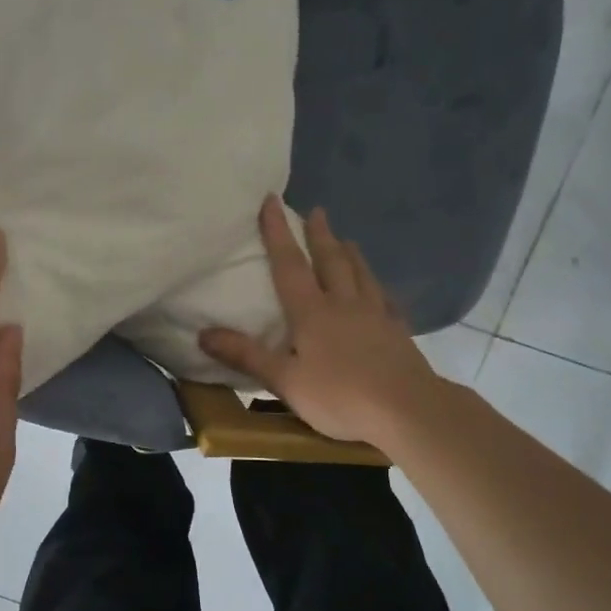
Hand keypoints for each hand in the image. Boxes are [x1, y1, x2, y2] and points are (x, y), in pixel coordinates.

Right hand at [199, 197, 444, 448]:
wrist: (407, 410)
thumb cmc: (340, 396)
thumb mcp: (285, 381)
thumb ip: (246, 356)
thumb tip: (203, 334)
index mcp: (313, 312)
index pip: (290, 265)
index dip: (278, 232)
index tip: (272, 200)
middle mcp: (344, 304)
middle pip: (331, 261)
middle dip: (320, 235)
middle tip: (317, 211)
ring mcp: (376, 315)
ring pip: (361, 274)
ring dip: (350, 253)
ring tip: (346, 239)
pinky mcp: (398, 332)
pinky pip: (386, 300)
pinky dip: (378, 287)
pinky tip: (380, 290)